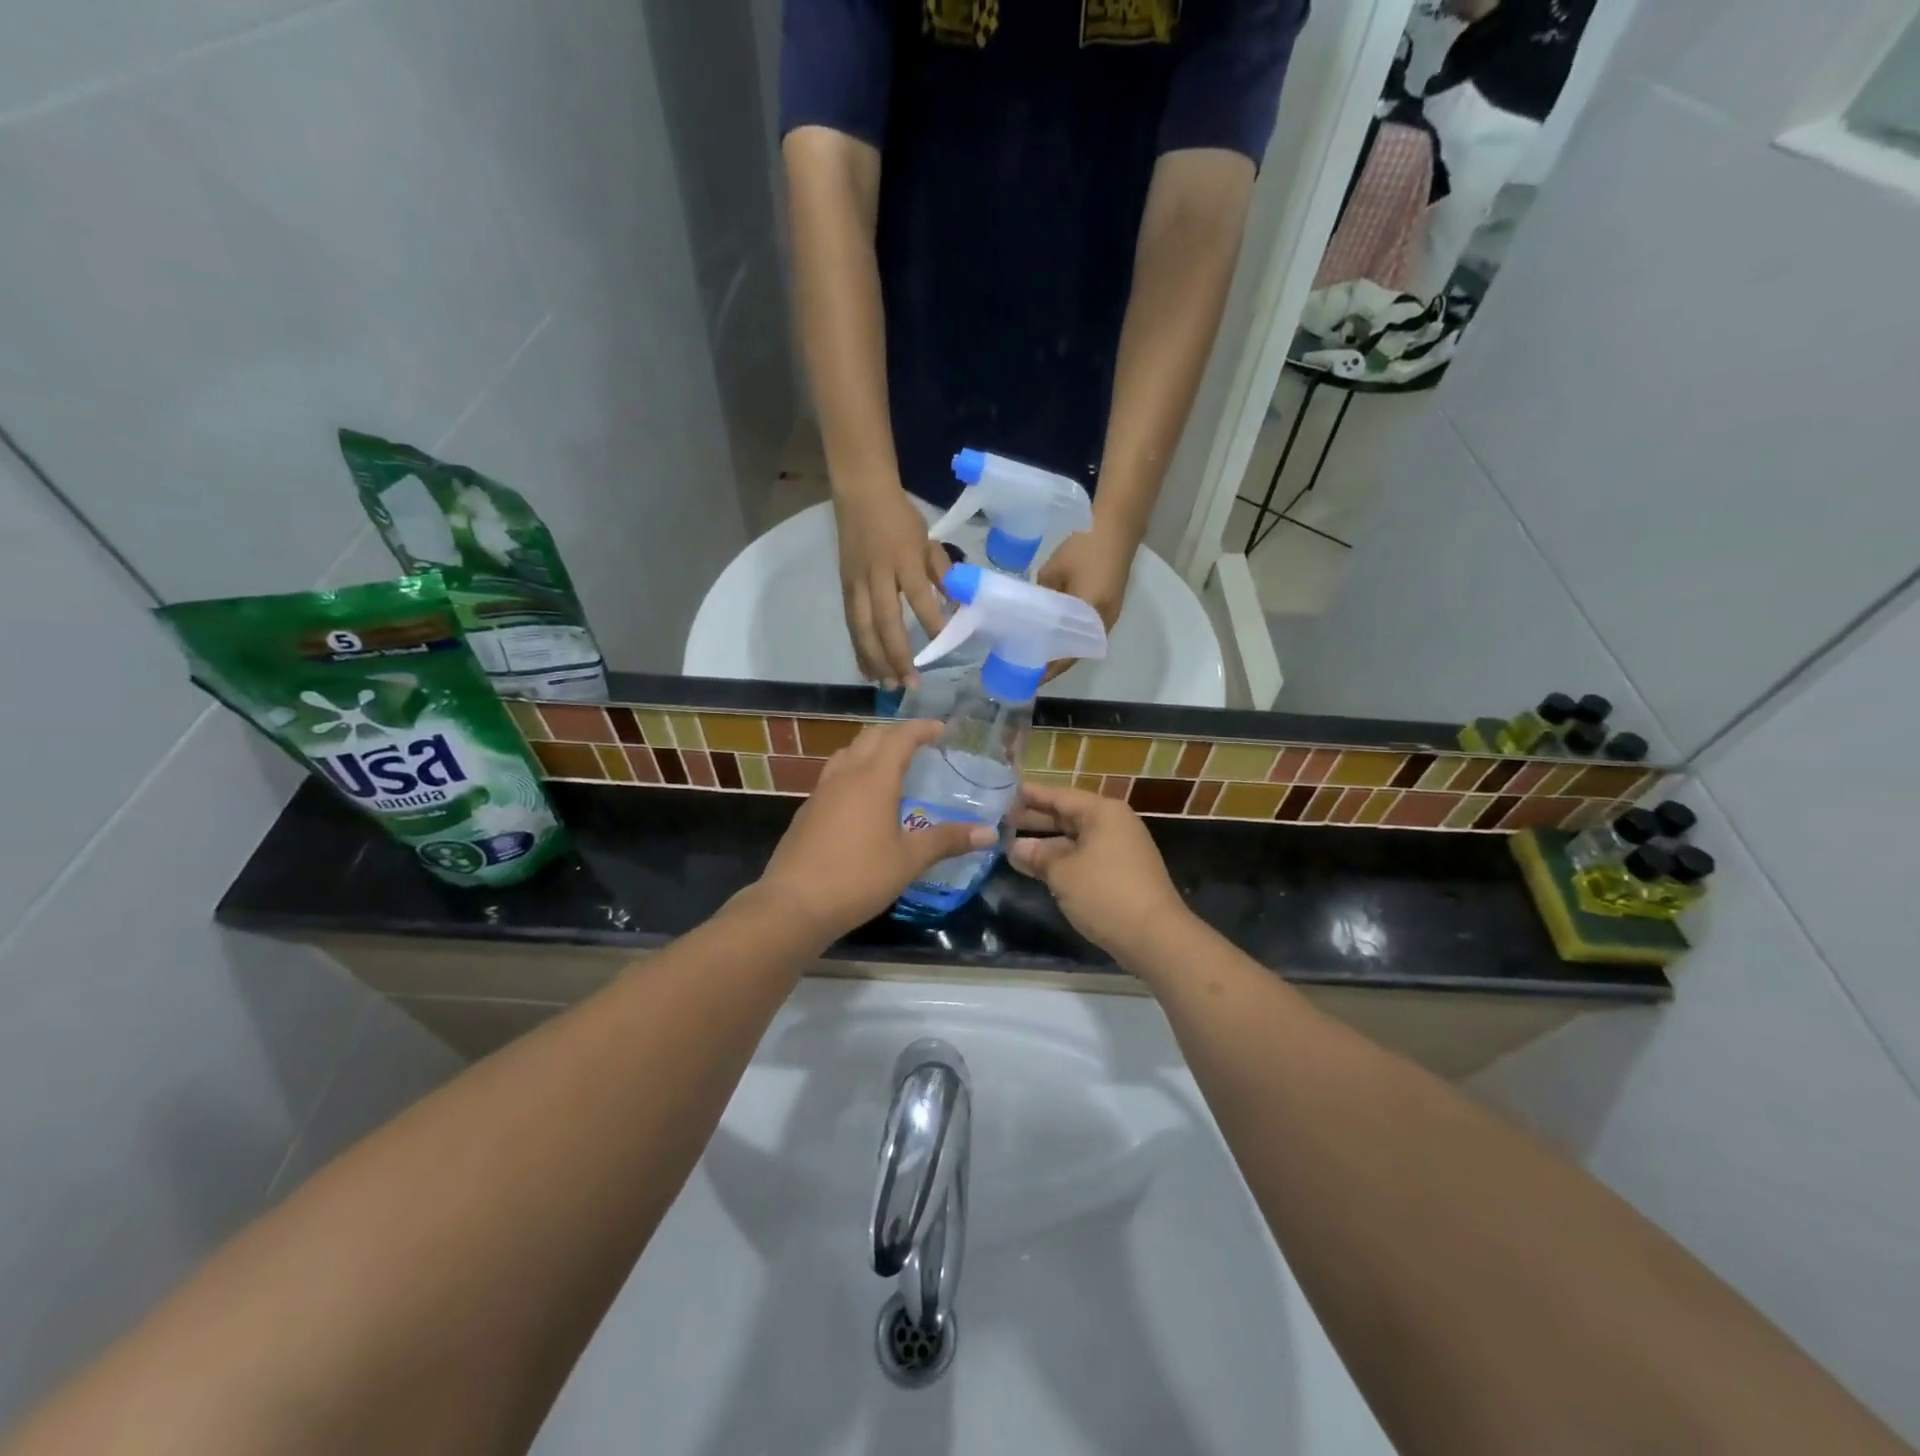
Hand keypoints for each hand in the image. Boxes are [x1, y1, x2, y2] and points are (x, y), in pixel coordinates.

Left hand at [758, 720, 994, 938]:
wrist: (793, 904)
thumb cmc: (858, 877)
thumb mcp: (909, 860)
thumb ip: (947, 841)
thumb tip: (990, 833)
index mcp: (873, 778)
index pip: (900, 737)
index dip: (921, 728)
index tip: (941, 728)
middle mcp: (845, 775)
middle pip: (871, 737)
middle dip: (896, 733)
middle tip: (920, 743)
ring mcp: (821, 791)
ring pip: (848, 752)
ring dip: (871, 748)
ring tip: (891, 764)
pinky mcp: (807, 810)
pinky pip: (834, 774)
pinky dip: (854, 770)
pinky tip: (862, 798)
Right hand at [833, 484, 952, 687]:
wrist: (860, 493)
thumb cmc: (900, 517)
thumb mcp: (928, 540)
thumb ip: (942, 572)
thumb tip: (957, 604)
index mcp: (904, 558)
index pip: (919, 595)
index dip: (931, 622)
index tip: (942, 647)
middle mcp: (879, 574)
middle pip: (885, 620)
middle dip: (897, 654)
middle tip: (911, 683)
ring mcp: (857, 583)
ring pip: (863, 628)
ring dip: (876, 660)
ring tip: (889, 685)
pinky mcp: (845, 588)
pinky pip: (852, 625)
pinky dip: (860, 650)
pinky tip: (869, 671)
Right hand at [1008, 782, 1189, 956]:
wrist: (1155, 938)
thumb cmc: (1105, 893)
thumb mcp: (1063, 872)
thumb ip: (1037, 855)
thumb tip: (1014, 847)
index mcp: (1102, 812)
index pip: (1058, 795)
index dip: (1028, 795)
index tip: (1000, 793)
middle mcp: (1113, 824)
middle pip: (1067, 815)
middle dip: (1033, 820)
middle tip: (998, 821)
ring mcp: (1119, 849)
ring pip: (1074, 839)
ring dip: (1044, 844)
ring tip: (1008, 847)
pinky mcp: (1120, 873)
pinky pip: (1083, 857)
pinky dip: (1061, 860)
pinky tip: (1035, 868)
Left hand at [1035, 526, 1134, 680]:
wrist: (1117, 525)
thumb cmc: (1084, 547)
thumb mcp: (1052, 571)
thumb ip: (1041, 596)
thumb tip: (1033, 611)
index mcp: (1089, 617)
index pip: (1067, 655)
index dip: (1048, 669)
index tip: (1029, 678)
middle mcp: (1103, 623)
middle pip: (1076, 653)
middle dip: (1053, 664)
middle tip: (1028, 668)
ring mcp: (1109, 616)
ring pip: (1082, 643)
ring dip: (1062, 651)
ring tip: (1038, 656)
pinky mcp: (1110, 607)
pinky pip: (1088, 631)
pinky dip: (1071, 638)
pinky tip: (1054, 636)